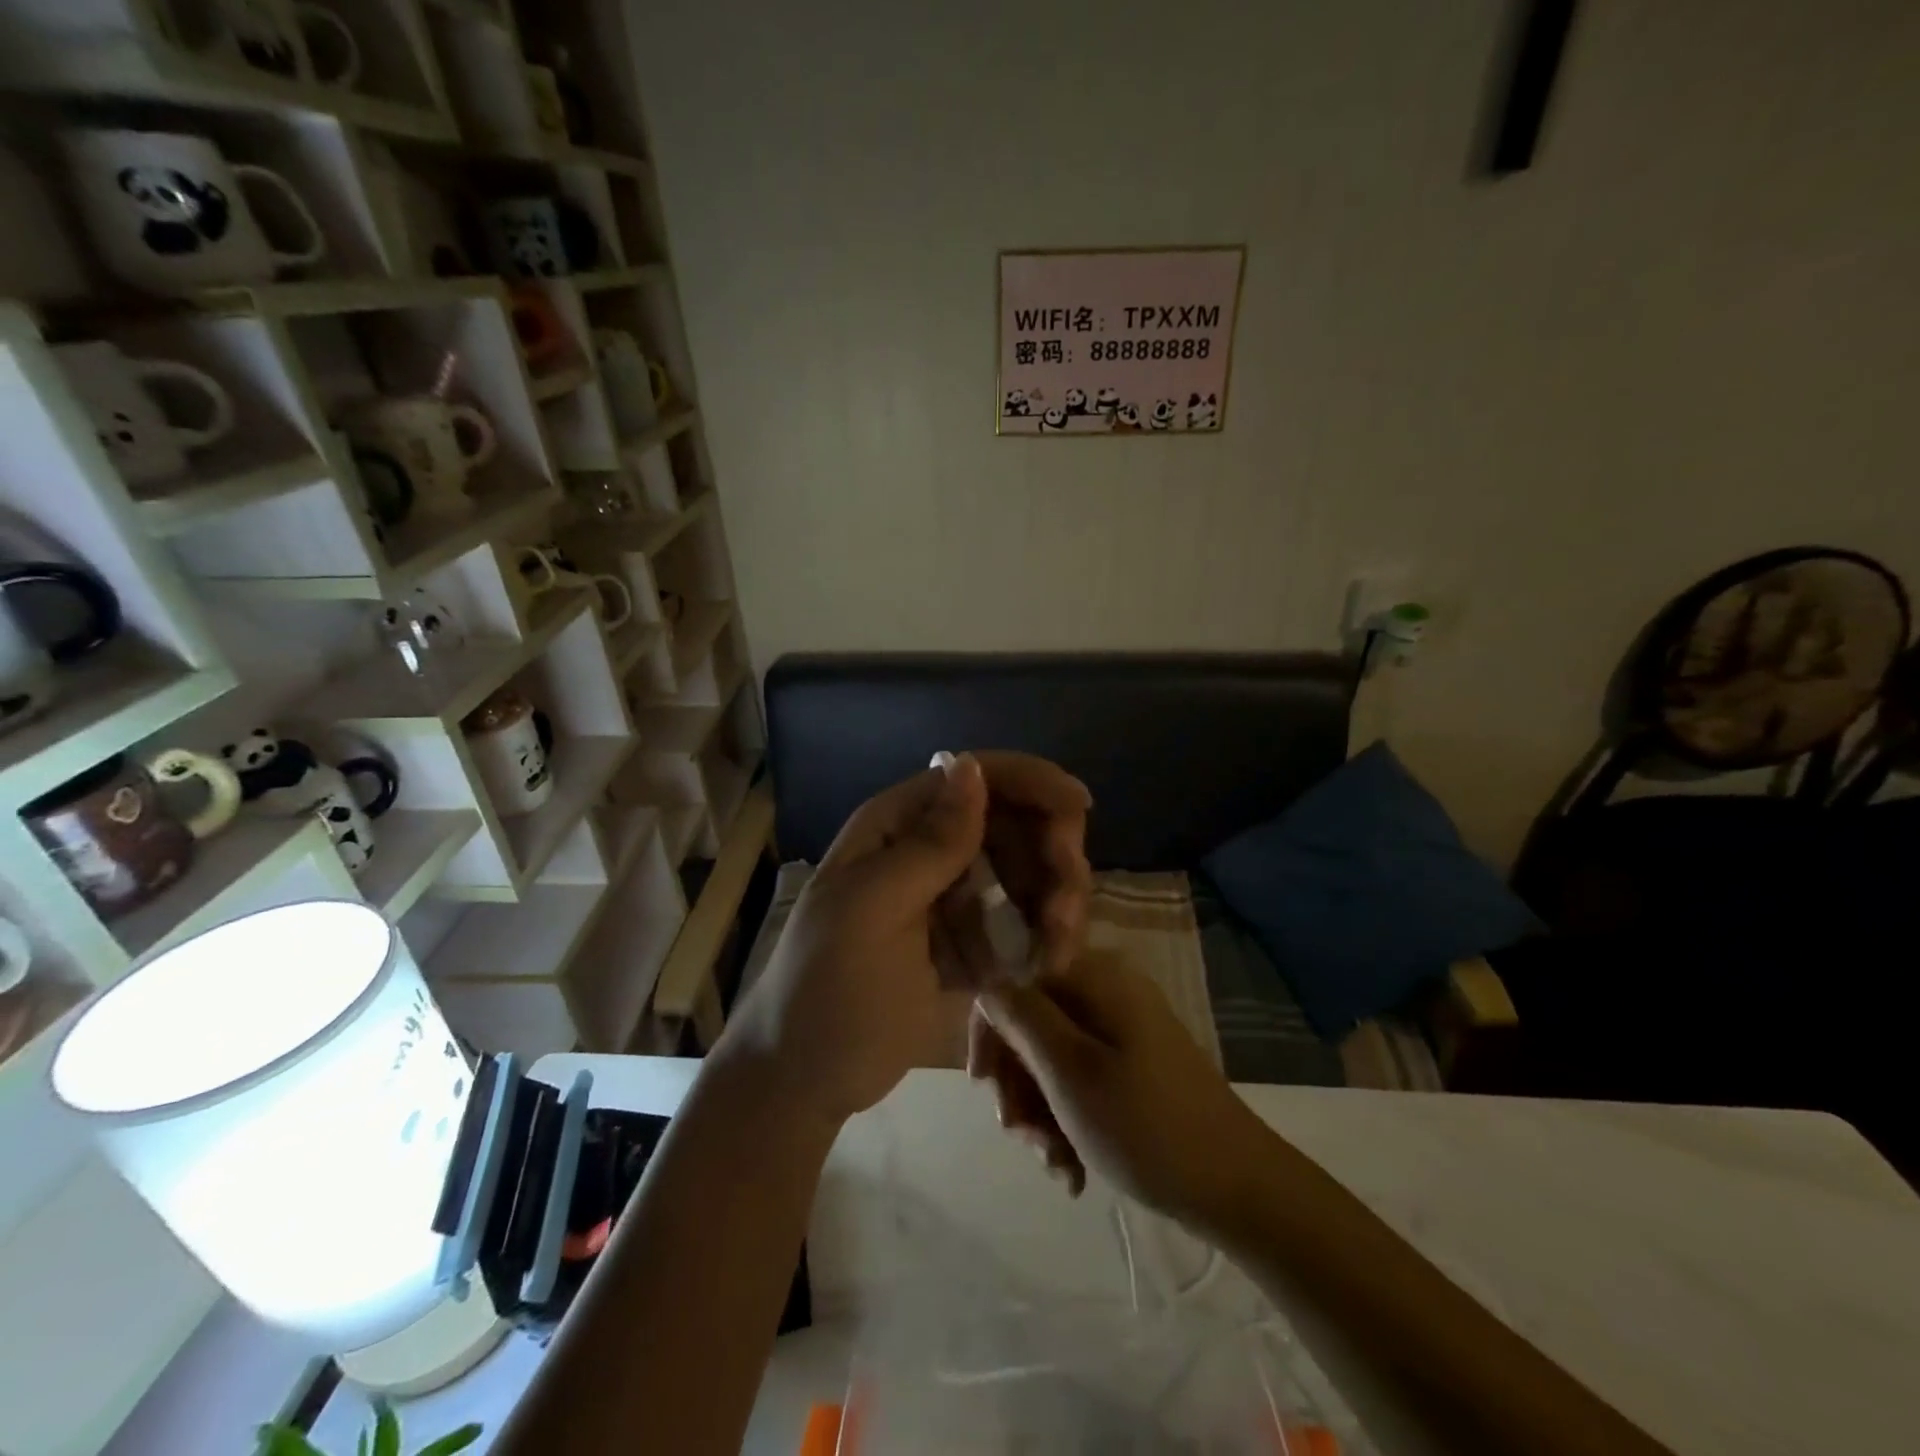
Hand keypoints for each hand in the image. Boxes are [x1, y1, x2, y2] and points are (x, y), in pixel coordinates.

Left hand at [717, 752, 1091, 1127]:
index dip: (1030, 782)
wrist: (804, 1080)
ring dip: (1054, 904)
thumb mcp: (873, 911)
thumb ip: (930, 844)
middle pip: (1012, 825)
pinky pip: (1020, 923)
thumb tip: (972, 765)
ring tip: (1057, 951)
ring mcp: (950, 899)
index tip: (1080, 807)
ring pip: (1026, 874)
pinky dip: (1041, 939)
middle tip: (1064, 910)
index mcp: (896, 827)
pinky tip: (1044, 967)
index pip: (973, 778)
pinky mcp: (967, 943)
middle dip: (1051, 856)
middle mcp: (927, 852)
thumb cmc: (827, 989)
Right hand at [975, 949, 1274, 1231]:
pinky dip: (1070, 1120)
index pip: (1017, 984)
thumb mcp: (1068, 1070)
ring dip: (1042, 1113)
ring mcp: (1127, 1030)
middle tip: (1023, 1137)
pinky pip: (1084, 1080)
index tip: (984, 1089)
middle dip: (1019, 1086)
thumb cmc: (1144, 1125)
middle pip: (1034, 1026)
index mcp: (1096, 978)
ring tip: (1055, 1165)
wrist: (1238, 1187)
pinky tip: (1074, 1170)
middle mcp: (1109, 992)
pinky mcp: (1138, 1066)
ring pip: (1054, 1060)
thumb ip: (1021, 1017)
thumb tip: (988, 984)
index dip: (991, 1034)